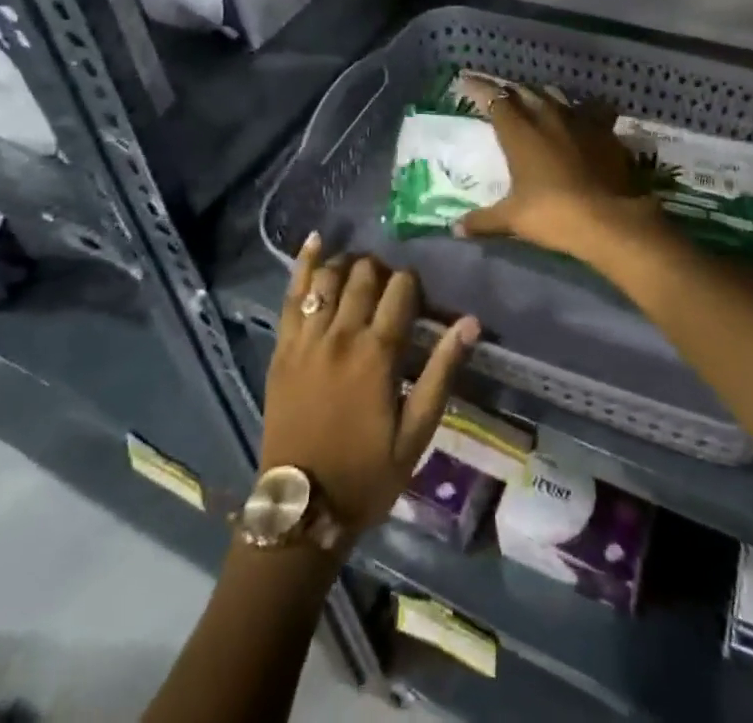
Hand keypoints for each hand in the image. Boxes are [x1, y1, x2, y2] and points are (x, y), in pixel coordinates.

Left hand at [262, 235, 479, 541]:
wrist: (300, 510)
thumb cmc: (367, 475)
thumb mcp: (416, 433)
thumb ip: (441, 372)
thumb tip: (470, 322)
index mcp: (377, 354)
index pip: (401, 289)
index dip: (413, 284)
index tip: (416, 297)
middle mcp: (341, 335)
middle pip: (364, 275)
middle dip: (382, 270)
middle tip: (389, 288)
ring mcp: (306, 339)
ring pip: (329, 276)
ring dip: (348, 265)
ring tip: (360, 272)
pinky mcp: (282, 348)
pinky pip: (290, 295)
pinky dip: (303, 264)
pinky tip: (315, 240)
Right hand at [455, 87, 659, 260]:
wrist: (610, 219)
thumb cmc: (554, 214)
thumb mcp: (513, 219)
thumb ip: (483, 220)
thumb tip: (456, 228)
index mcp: (520, 131)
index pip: (494, 99)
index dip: (478, 88)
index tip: (465, 82)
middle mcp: (547, 115)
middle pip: (524, 91)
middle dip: (508, 91)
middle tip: (498, 95)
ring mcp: (579, 120)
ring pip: (555, 95)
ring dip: (540, 96)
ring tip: (533, 101)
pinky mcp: (605, 130)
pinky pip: (587, 110)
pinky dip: (576, 111)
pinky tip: (577, 119)